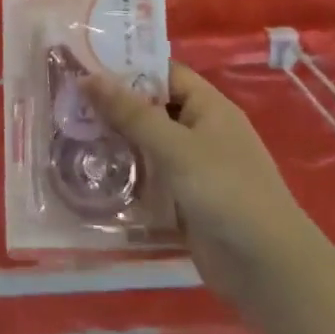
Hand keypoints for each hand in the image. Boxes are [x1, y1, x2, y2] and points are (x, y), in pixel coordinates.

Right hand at [84, 61, 311, 295]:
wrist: (268, 269)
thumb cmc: (226, 192)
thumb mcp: (175, 146)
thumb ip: (131, 113)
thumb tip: (88, 77)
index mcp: (209, 108)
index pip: (164, 73)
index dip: (128, 67)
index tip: (85, 64)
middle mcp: (201, 132)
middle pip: (152, 109)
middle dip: (113, 106)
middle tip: (66, 100)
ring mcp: (193, 169)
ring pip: (147, 145)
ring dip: (115, 141)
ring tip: (69, 132)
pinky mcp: (184, 201)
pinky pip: (149, 178)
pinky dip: (125, 174)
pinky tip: (91, 172)